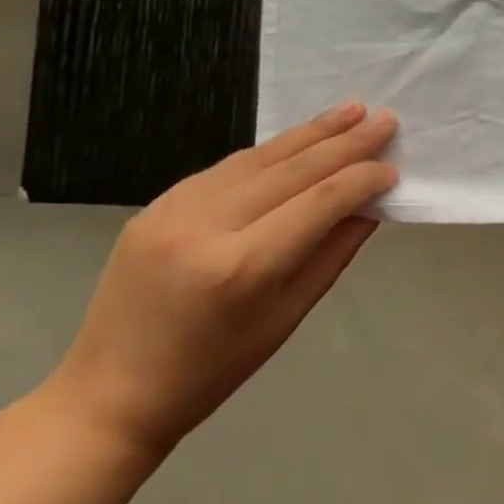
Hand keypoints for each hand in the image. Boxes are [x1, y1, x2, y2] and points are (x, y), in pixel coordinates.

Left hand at [47, 101, 398, 455]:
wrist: (111, 393)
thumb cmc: (214, 368)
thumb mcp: (288, 316)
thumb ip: (333, 253)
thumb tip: (369, 205)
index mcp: (244, 267)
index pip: (320, 202)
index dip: (362, 179)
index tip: (393, 168)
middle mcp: (207, 227)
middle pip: (292, 170)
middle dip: (345, 143)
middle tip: (386, 119)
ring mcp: (173, 211)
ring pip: (257, 158)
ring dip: (309, 133)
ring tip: (350, 110)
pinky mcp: (155, 206)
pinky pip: (225, 168)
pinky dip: (269, 152)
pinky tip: (297, 141)